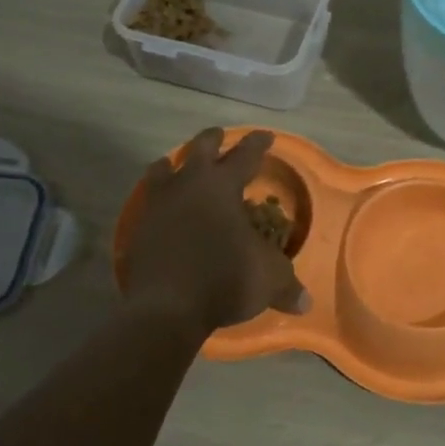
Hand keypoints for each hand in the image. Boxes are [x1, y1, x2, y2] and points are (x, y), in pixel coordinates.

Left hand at [124, 127, 307, 331]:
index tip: (266, 136)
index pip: (245, 155)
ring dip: (173, 165)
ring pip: (163, 170)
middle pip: (199, 149)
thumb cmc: (225, 278)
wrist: (166, 309)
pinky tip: (163, 210)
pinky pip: (150, 204)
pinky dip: (159, 201)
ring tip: (176, 164)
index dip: (258, 144)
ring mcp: (158, 206)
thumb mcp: (269, 279)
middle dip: (212, 140)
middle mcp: (188, 185)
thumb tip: (305, 303)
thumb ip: (287, 284)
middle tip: (219, 136)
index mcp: (222, 186)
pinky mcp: (139, 230)